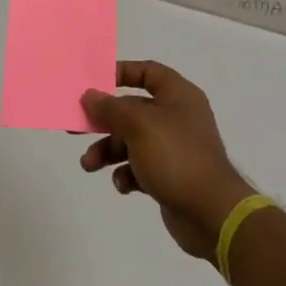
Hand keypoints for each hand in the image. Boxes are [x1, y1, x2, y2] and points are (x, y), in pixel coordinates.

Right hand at [79, 61, 255, 259]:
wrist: (211, 214)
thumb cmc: (176, 157)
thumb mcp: (138, 126)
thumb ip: (110, 109)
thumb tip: (90, 95)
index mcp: (178, 96)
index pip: (148, 72)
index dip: (121, 73)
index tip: (94, 84)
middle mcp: (177, 117)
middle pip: (132, 110)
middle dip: (104, 122)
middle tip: (75, 128)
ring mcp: (174, 148)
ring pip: (131, 141)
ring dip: (108, 151)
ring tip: (89, 165)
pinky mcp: (170, 176)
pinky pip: (140, 167)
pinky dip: (127, 174)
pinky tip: (123, 185)